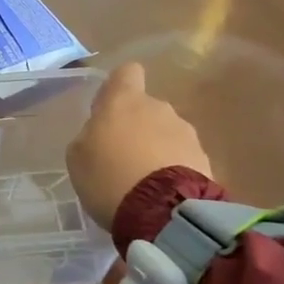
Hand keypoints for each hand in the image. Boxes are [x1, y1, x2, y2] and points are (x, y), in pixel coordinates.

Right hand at [68, 62, 212, 228]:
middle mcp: (159, 107)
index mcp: (124, 100)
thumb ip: (89, 137)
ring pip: (166, 133)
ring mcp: (186, 132)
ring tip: (143, 183)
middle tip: (121, 159)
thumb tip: (100, 134)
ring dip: (156, 149)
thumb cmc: (109, 176)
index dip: (117, 87)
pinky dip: (173, 170)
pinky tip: (162, 195)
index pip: (126, 72)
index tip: (108, 110)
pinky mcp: (204, 159)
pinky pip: (183, 157)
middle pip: (146, 108)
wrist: (162, 211)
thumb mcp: (78, 157)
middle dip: (136, 127)